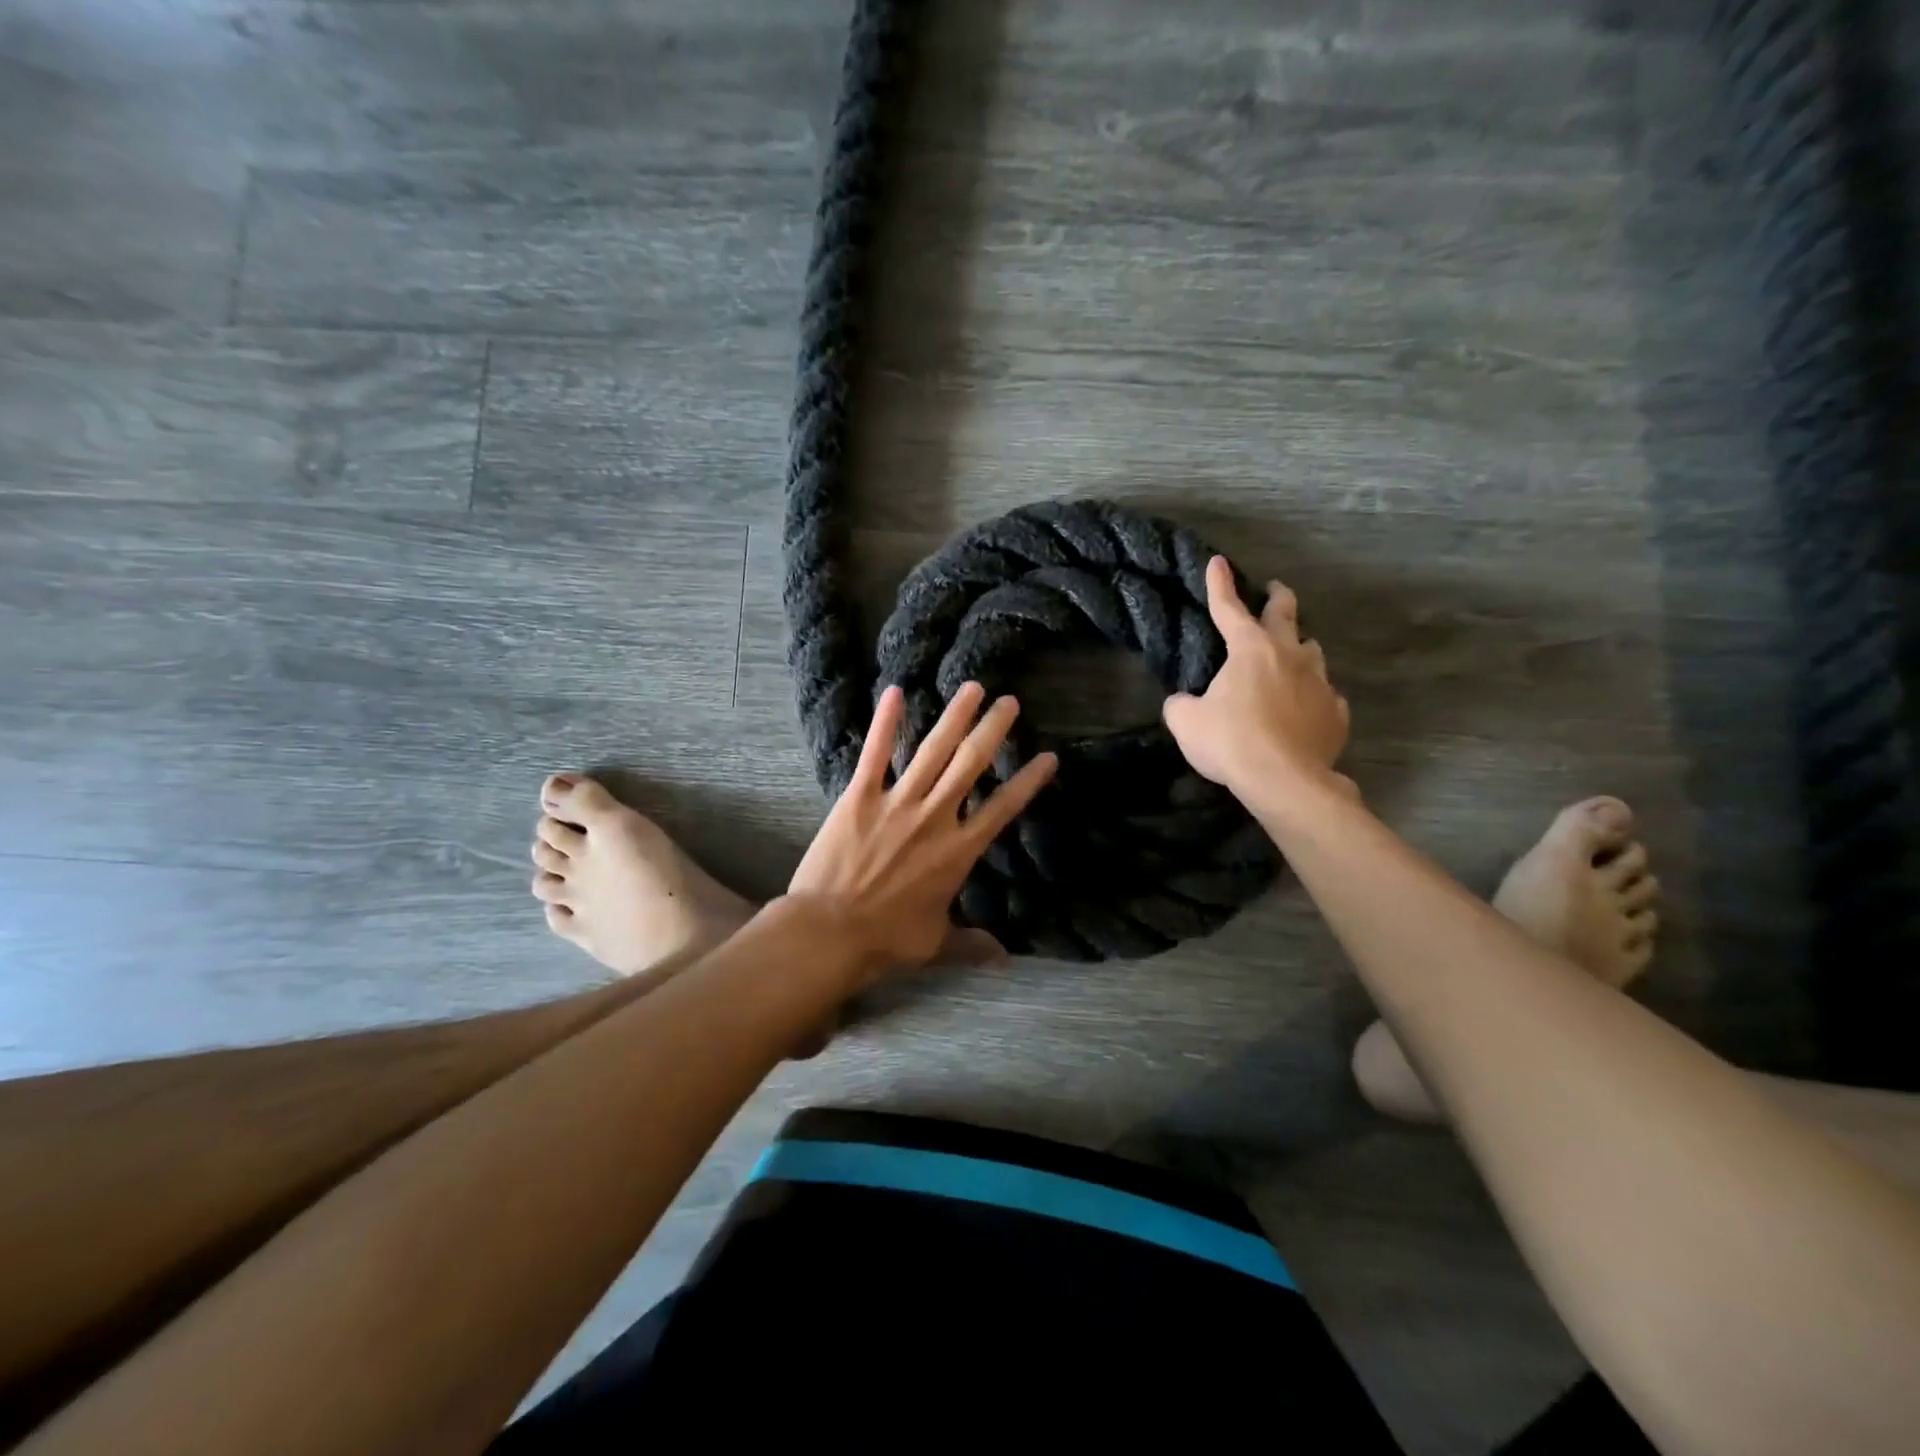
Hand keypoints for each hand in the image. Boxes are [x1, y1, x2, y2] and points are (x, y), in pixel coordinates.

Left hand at [787, 681, 1057, 980]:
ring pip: (932, 751)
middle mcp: (934, 818)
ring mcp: (897, 803)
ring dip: (954, 717)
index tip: (1048, 756)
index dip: (1028, 782)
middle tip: (1010, 702)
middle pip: (971, 765)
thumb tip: (1004, 961)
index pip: (1003, 809)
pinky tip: (894, 691)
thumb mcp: (935, 944)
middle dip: (993, 731)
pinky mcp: (859, 797)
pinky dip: (884, 722)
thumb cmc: (886, 940)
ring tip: (973, 689)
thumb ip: (972, 944)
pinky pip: (875, 754)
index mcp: (958, 851)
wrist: (829, 932)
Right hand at [1163, 556, 1350, 797]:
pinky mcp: (1336, 713)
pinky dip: (1313, 695)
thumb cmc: (1230, 742)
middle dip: (1278, 598)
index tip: (1218, 562)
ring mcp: (1320, 684)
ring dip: (1299, 648)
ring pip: (1312, 652)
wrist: (1284, 781)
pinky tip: (1305, 707)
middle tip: (1275, 591)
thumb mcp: (1185, 722)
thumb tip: (1184, 702)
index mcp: (1250, 650)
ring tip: (1290, 656)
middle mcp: (1290, 656)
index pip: (1229, 608)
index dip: (1219, 584)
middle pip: (1286, 615)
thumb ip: (1181, 704)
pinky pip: (1325, 695)